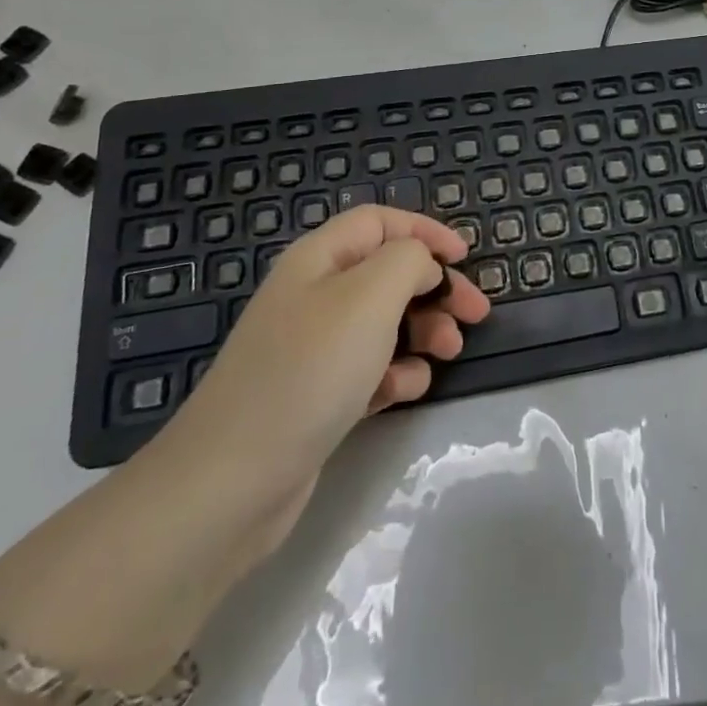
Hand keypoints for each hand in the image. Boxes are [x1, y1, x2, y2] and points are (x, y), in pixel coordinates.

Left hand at [154, 205, 490, 548]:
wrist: (230, 484)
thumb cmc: (310, 370)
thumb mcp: (370, 295)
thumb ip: (409, 261)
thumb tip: (421, 267)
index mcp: (320, 259)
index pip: (380, 222)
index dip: (425, 231)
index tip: (466, 257)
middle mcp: (315, 295)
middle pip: (388, 273)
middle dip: (435, 288)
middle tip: (476, 314)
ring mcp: (314, 349)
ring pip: (385, 322)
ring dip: (424, 331)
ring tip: (450, 352)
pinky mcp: (317, 396)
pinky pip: (370, 369)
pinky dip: (396, 373)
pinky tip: (406, 389)